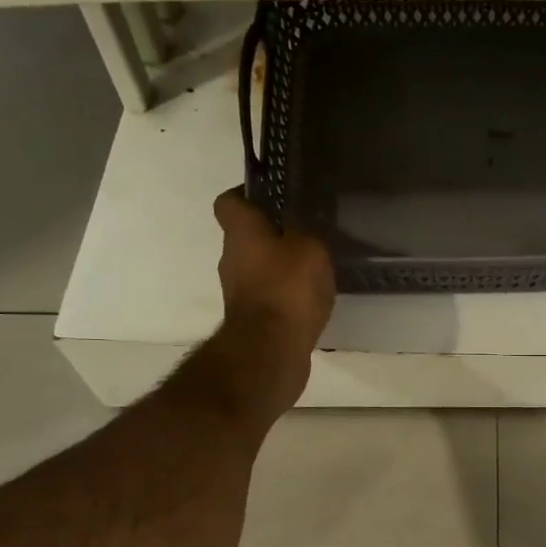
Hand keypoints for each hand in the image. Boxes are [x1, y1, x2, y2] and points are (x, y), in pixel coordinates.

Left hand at [212, 189, 335, 415]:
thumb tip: (298, 224)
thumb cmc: (287, 290)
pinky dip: (287, 295)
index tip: (274, 196)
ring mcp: (238, 292)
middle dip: (273, 233)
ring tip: (315, 268)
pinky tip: (312, 298)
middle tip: (307, 232)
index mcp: (241, 232)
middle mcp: (231, 259)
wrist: (270, 352)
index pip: (229, 201)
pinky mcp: (252, 320)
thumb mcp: (309, 248)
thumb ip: (305, 231)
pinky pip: (270, 296)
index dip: (248, 194)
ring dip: (282, 267)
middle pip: (247, 237)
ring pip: (259, 268)